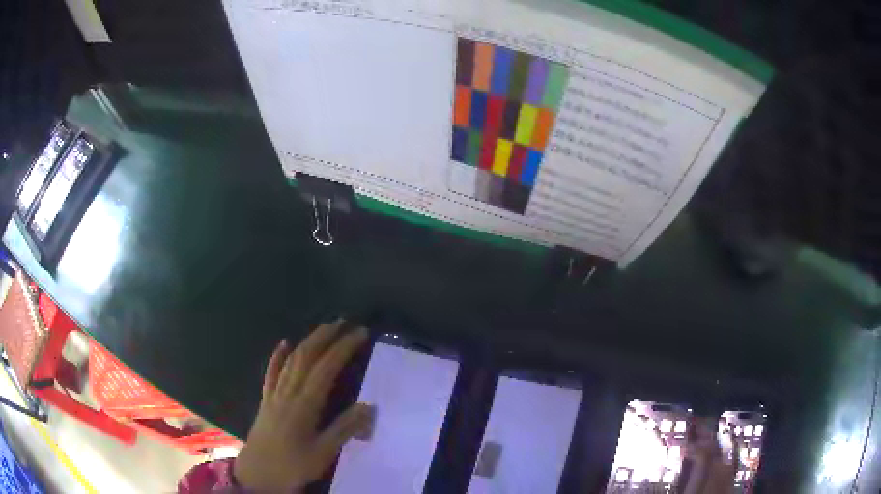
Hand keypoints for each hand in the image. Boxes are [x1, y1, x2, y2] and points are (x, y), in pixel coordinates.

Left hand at [234, 321, 370, 492]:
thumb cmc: (292, 465)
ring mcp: (274, 394)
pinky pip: (271, 372)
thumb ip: (344, 429)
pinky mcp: (265, 400)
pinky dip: (278, 356)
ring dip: (307, 341)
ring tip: (323, 329)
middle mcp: (288, 392)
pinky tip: (283, 344)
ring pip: (290, 360)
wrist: (257, 475)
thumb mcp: (323, 453)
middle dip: (325, 336)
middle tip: (343, 322)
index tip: (360, 333)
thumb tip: (368, 406)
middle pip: (306, 356)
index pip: (326, 368)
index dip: (343, 348)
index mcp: (304, 405)